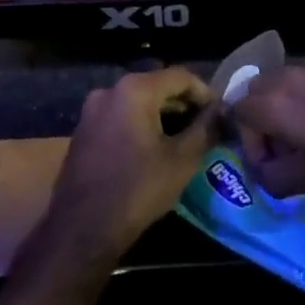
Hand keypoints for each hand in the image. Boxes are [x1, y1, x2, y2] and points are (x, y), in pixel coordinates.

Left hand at [41, 69, 218, 262]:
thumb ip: (205, 129)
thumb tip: (222, 112)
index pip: (180, 76)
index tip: (219, 115)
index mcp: (135, 89)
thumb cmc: (138, 189)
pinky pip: (120, 115)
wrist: (82, 228)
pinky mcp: (84, 129)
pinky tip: (154, 148)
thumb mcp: (182, 160)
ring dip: (163, 115)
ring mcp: (92, 109)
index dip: (205, 93)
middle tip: (205, 128)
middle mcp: (110, 89)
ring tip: (183, 140)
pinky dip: (141, 123)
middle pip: (157, 85)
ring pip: (138, 101)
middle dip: (183, 104)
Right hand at [232, 64, 304, 197]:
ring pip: (283, 89)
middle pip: (256, 96)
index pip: (235, 114)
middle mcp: (284, 76)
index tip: (273, 166)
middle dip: (264, 125)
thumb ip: (271, 179)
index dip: (249, 144)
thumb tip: (263, 172)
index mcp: (269, 101)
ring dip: (288, 114)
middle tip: (287, 152)